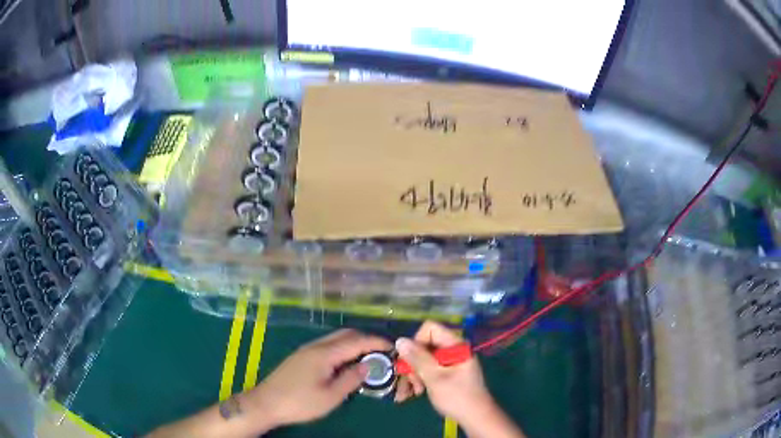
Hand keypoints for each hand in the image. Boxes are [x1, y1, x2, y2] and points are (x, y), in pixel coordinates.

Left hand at [248, 328, 392, 427]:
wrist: (265, 403)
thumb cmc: (299, 402)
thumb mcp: (330, 397)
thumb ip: (351, 379)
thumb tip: (369, 366)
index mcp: (324, 354)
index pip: (356, 341)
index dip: (376, 342)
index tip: (393, 347)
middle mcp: (315, 346)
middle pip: (346, 334)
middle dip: (366, 339)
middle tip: (382, 353)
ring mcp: (306, 350)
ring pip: (335, 339)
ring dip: (354, 344)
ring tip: (367, 359)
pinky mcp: (301, 357)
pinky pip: (327, 346)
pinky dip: (342, 349)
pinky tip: (346, 364)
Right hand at [394, 321, 523, 437]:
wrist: (475, 417)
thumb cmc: (457, 397)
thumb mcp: (435, 378)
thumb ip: (418, 358)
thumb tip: (400, 340)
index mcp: (456, 345)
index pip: (430, 329)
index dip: (416, 342)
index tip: (410, 361)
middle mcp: (454, 349)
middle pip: (425, 345)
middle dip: (413, 363)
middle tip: (411, 382)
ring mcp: (451, 361)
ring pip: (425, 358)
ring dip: (415, 373)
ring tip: (414, 391)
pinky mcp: (449, 371)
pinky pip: (430, 368)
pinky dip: (422, 378)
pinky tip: (418, 391)